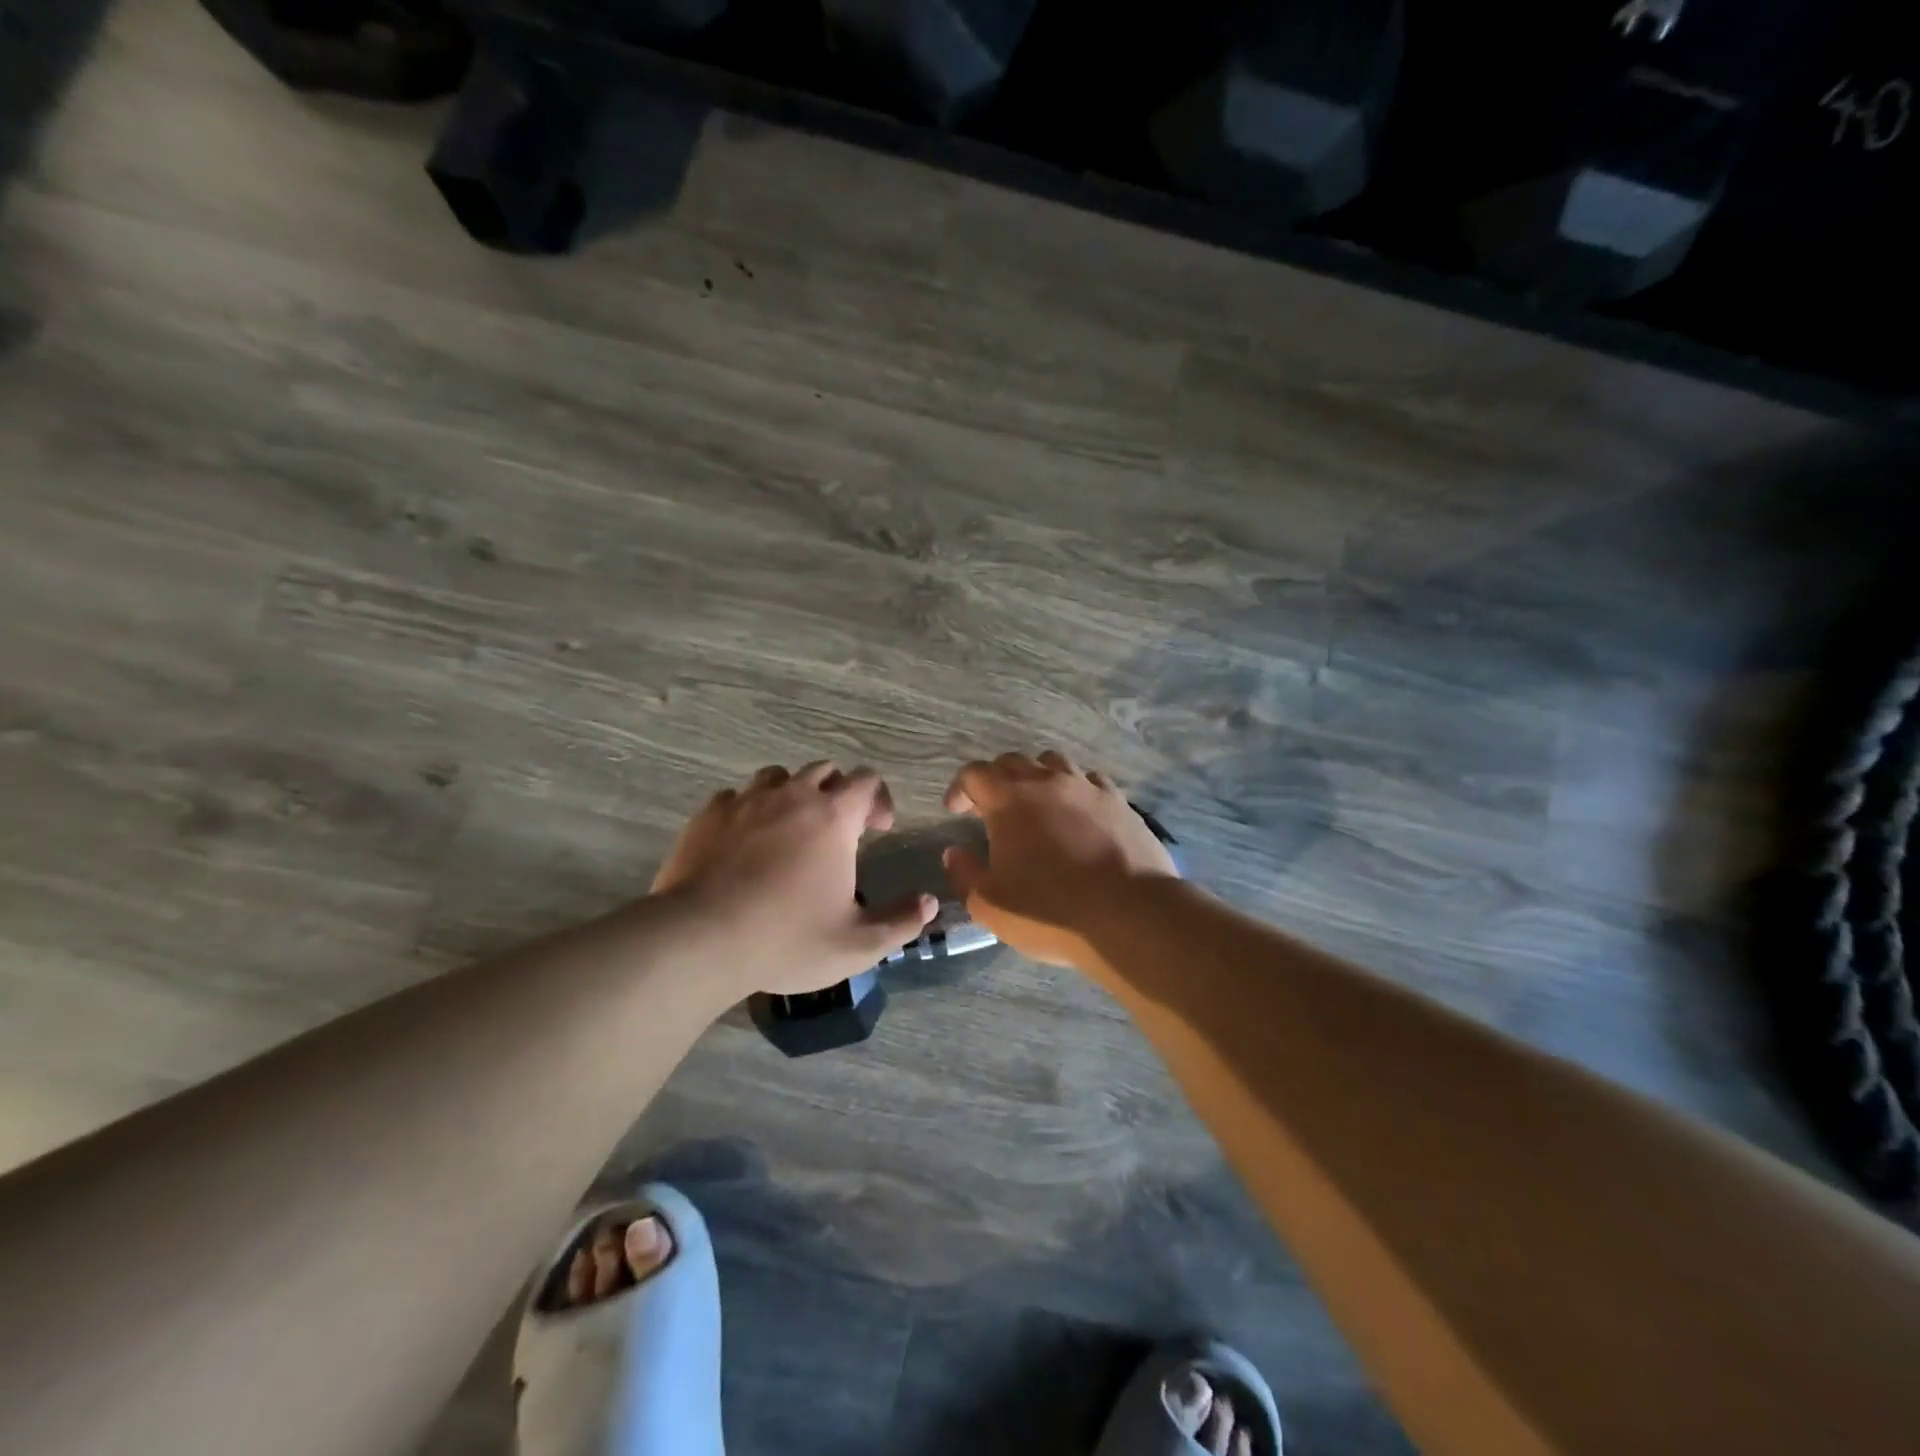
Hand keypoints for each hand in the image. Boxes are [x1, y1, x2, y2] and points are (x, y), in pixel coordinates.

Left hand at [652, 762, 936, 996]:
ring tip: (790, 829)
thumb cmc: (787, 939)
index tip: (878, 829)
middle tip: (838, 829)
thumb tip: (929, 902)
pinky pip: (734, 797)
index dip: (878, 799)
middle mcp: (792, 796)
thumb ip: (900, 921)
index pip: (866, 780)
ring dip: (792, 794)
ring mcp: (746, 801)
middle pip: (824, 770)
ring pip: (777, 776)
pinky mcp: (707, 815)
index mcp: (833, 816)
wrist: (700, 940)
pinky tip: (743, 841)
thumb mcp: (857, 944)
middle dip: (838, 791)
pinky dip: (747, 810)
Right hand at [942, 751, 1177, 966]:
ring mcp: (1087, 788)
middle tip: (991, 808)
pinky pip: (1091, 781)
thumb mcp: (990, 904)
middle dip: (996, 780)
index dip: (960, 788)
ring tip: (1036, 803)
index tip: (956, 810)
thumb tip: (954, 853)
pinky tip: (1078, 813)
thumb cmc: (1049, 910)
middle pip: (1013, 762)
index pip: (974, 774)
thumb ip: (965, 873)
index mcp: (1009, 800)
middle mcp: (1047, 782)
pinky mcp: (1120, 802)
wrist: (1129, 915)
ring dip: (1037, 777)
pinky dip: (1075, 790)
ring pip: (1054, 763)